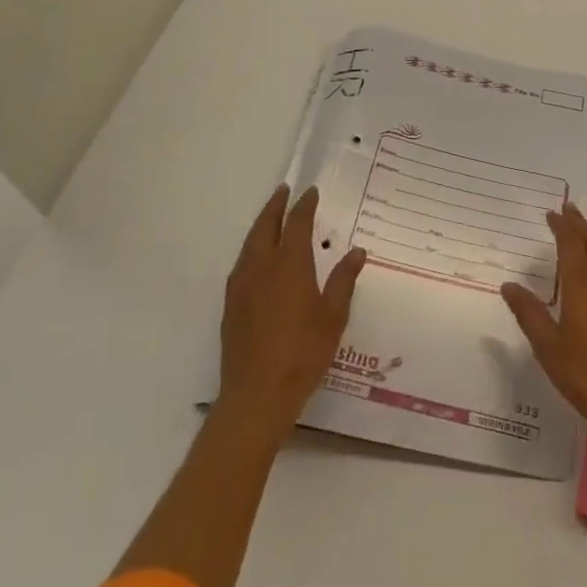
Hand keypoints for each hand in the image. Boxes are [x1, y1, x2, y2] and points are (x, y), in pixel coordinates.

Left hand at [219, 184, 366, 443]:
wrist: (257, 395)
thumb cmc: (303, 353)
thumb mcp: (334, 316)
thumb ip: (344, 280)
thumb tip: (356, 251)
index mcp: (290, 264)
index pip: (297, 223)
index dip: (305, 205)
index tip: (311, 192)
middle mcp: (262, 266)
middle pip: (266, 225)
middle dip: (275, 206)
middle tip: (284, 191)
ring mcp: (242, 285)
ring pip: (250, 243)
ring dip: (261, 224)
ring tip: (271, 217)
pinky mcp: (231, 304)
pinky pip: (241, 263)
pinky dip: (252, 248)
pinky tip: (257, 258)